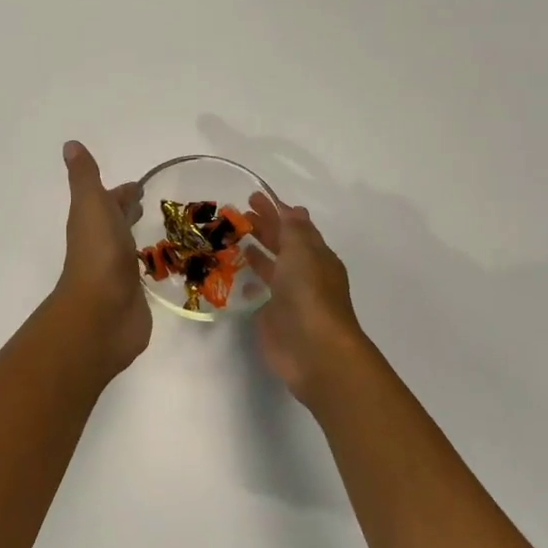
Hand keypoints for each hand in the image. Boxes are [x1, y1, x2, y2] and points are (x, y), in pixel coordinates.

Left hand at [52, 141, 152, 376]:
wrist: (103, 313)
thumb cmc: (98, 253)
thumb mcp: (90, 205)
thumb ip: (85, 177)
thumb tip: (70, 144)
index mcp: (91, 222)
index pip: (107, 201)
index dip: (120, 192)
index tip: (139, 185)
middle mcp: (102, 245)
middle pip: (115, 223)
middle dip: (128, 211)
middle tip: (149, 203)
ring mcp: (116, 271)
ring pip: (128, 247)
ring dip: (138, 236)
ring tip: (165, 230)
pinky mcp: (133, 295)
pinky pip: (142, 273)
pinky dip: (149, 264)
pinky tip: (165, 264)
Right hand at [245, 192, 367, 402]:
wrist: (313, 350)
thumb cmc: (310, 294)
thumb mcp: (302, 252)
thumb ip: (292, 230)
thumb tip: (292, 208)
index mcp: (316, 256)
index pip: (295, 227)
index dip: (276, 211)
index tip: (253, 197)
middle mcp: (304, 273)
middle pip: (282, 245)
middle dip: (263, 227)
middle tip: (237, 214)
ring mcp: (288, 296)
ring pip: (270, 266)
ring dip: (255, 251)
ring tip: (231, 237)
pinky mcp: (272, 316)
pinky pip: (259, 290)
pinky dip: (249, 278)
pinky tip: (233, 272)